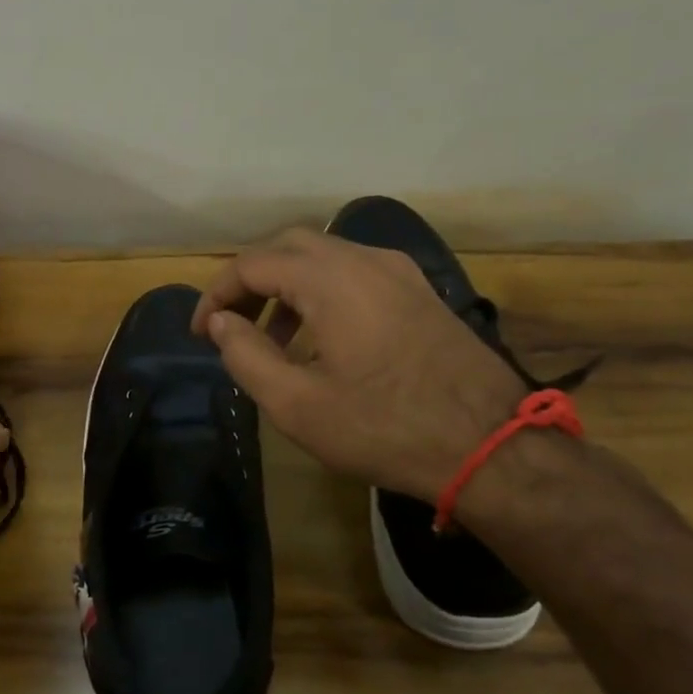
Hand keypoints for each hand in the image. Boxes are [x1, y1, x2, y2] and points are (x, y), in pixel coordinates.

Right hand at [190, 228, 523, 501]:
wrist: (490, 447)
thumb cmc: (384, 428)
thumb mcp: (297, 404)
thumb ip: (246, 356)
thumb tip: (222, 323)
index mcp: (331, 280)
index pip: (252, 264)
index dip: (217, 295)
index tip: (202, 334)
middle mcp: (365, 260)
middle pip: (288, 247)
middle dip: (250, 280)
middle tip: (230, 324)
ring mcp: (399, 273)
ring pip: (324, 257)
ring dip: (286, 286)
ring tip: (271, 339)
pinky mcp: (419, 292)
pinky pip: (355, 273)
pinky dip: (321, 292)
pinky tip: (320, 337)